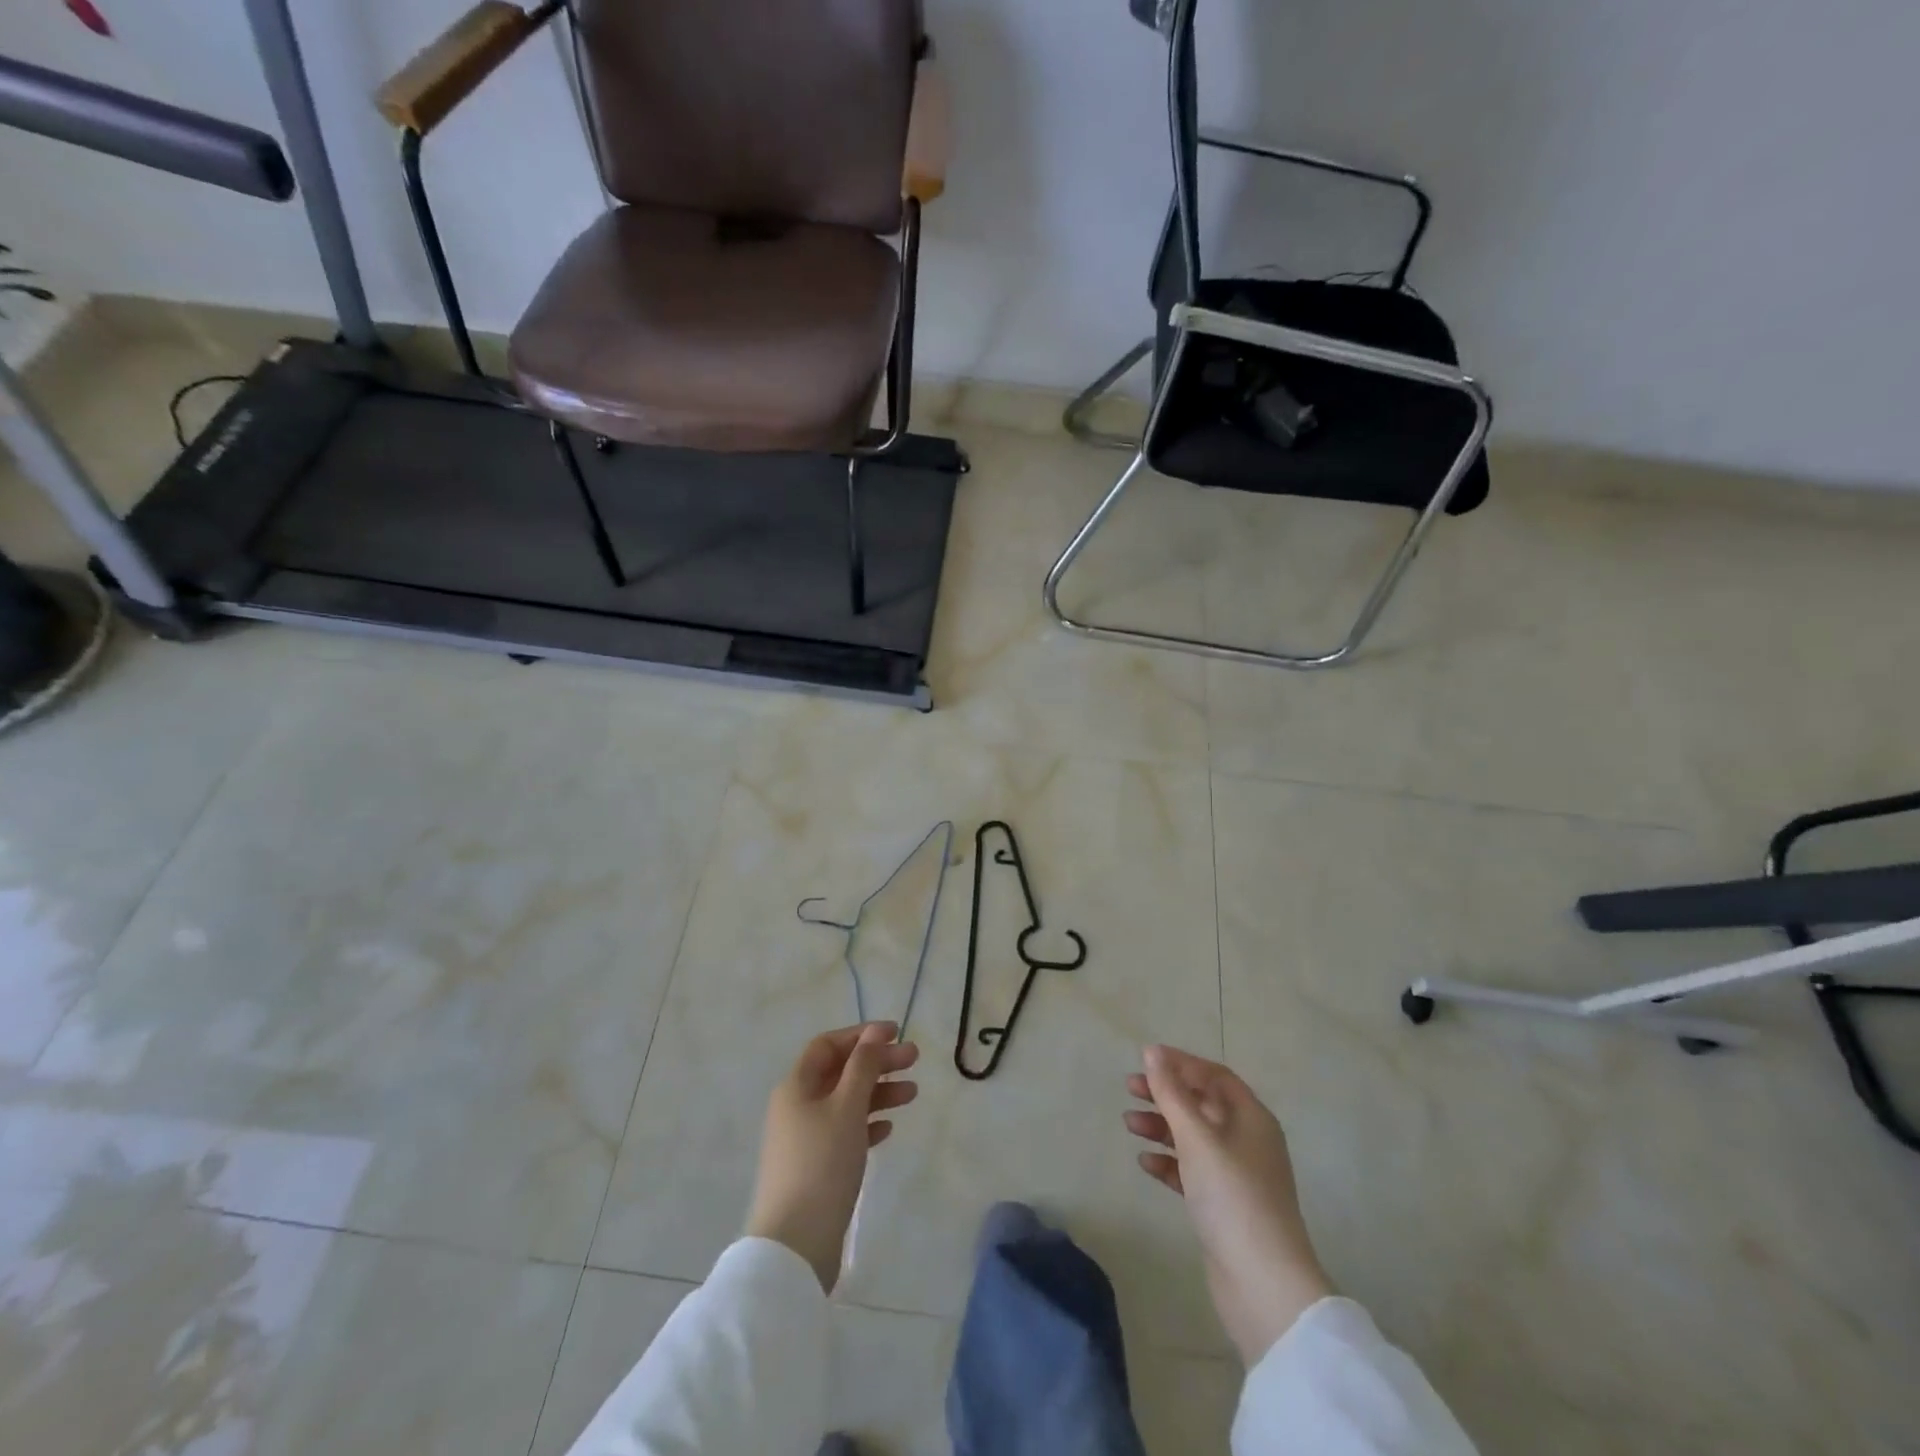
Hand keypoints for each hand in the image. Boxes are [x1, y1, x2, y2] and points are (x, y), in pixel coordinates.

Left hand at [745, 1022, 919, 1292]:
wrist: (795, 1245)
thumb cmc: (822, 1163)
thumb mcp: (847, 1107)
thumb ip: (863, 1066)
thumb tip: (874, 1032)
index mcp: (796, 1086)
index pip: (828, 1045)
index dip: (861, 1035)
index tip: (896, 1033)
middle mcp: (797, 1106)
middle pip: (840, 1072)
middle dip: (877, 1062)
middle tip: (914, 1059)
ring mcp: (805, 1138)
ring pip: (846, 1102)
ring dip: (878, 1092)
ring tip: (912, 1093)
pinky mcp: (815, 1167)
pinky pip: (844, 1132)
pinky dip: (867, 1123)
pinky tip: (889, 1127)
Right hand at [1125, 1044, 1333, 1365]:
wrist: (1263, 1284)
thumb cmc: (1232, 1196)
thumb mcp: (1196, 1137)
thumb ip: (1171, 1093)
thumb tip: (1152, 1051)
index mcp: (1251, 1118)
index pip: (1214, 1075)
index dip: (1181, 1063)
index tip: (1145, 1059)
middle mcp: (1248, 1140)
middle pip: (1202, 1104)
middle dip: (1166, 1094)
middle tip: (1130, 1088)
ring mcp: (1237, 1175)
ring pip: (1194, 1137)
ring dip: (1162, 1127)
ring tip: (1129, 1125)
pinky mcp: (1225, 1206)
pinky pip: (1192, 1171)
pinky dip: (1169, 1162)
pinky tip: (1146, 1164)